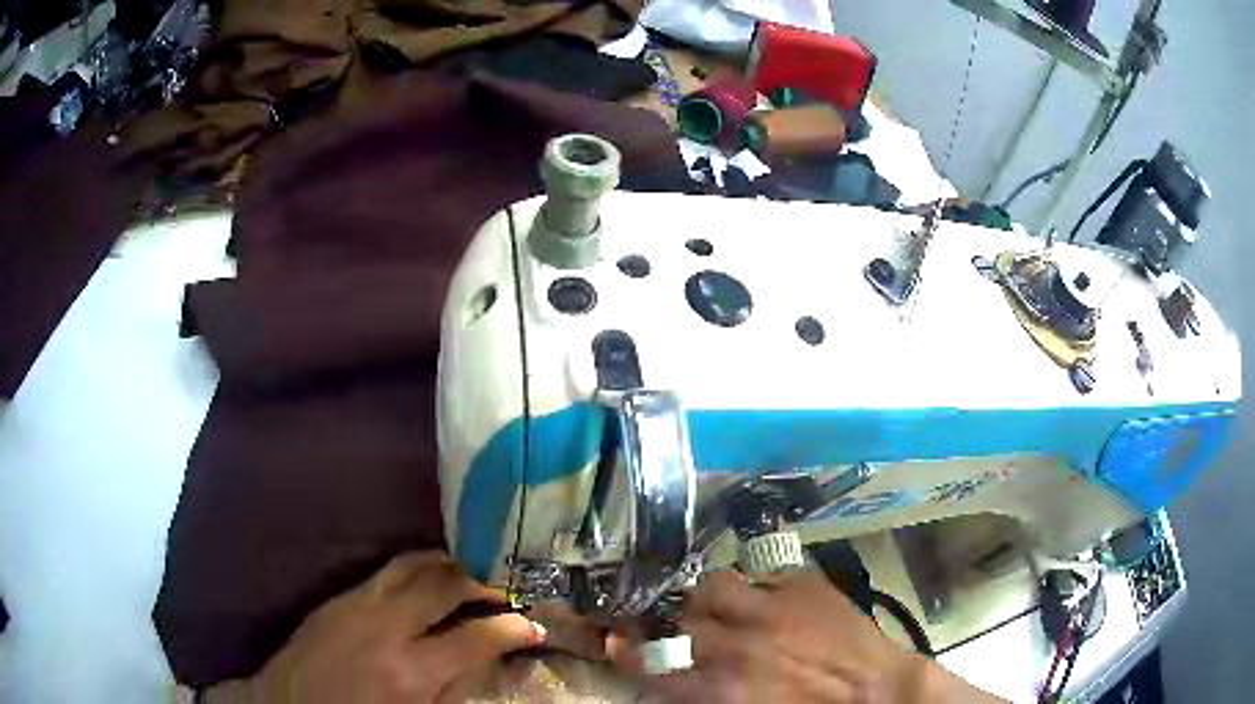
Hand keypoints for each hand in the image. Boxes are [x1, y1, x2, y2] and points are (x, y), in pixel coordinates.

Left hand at [205, 551, 545, 702]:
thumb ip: (454, 687)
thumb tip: (486, 659)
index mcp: (412, 672)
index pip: (478, 637)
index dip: (513, 629)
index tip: (532, 627)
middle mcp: (386, 627)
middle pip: (445, 583)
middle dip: (483, 582)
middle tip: (503, 591)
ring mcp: (357, 604)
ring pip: (413, 563)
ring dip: (448, 564)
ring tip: (470, 574)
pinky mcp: (337, 596)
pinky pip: (386, 570)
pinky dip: (416, 567)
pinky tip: (426, 577)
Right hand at [610, 569, 1000, 703]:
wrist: (877, 691)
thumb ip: (705, 693)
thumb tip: (679, 676)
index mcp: (722, 686)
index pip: (652, 664)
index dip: (627, 651)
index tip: (616, 641)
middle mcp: (738, 643)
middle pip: (682, 619)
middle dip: (678, 622)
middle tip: (688, 627)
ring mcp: (772, 606)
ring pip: (715, 584)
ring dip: (711, 596)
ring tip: (724, 603)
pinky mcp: (803, 584)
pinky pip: (763, 573)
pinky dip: (758, 585)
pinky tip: (769, 595)